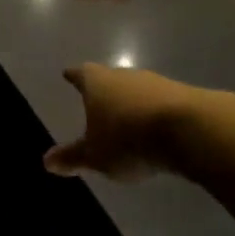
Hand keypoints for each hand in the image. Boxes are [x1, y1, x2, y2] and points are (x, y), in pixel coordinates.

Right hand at [45, 63, 199, 179]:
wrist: (188, 130)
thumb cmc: (128, 139)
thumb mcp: (96, 156)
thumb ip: (73, 157)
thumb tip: (46, 161)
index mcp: (97, 82)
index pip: (81, 74)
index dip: (74, 76)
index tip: (68, 74)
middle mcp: (124, 75)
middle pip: (109, 78)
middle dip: (104, 90)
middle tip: (98, 100)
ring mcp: (155, 83)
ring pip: (136, 89)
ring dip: (132, 102)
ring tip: (128, 118)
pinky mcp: (182, 95)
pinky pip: (160, 102)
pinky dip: (154, 113)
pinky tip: (156, 129)